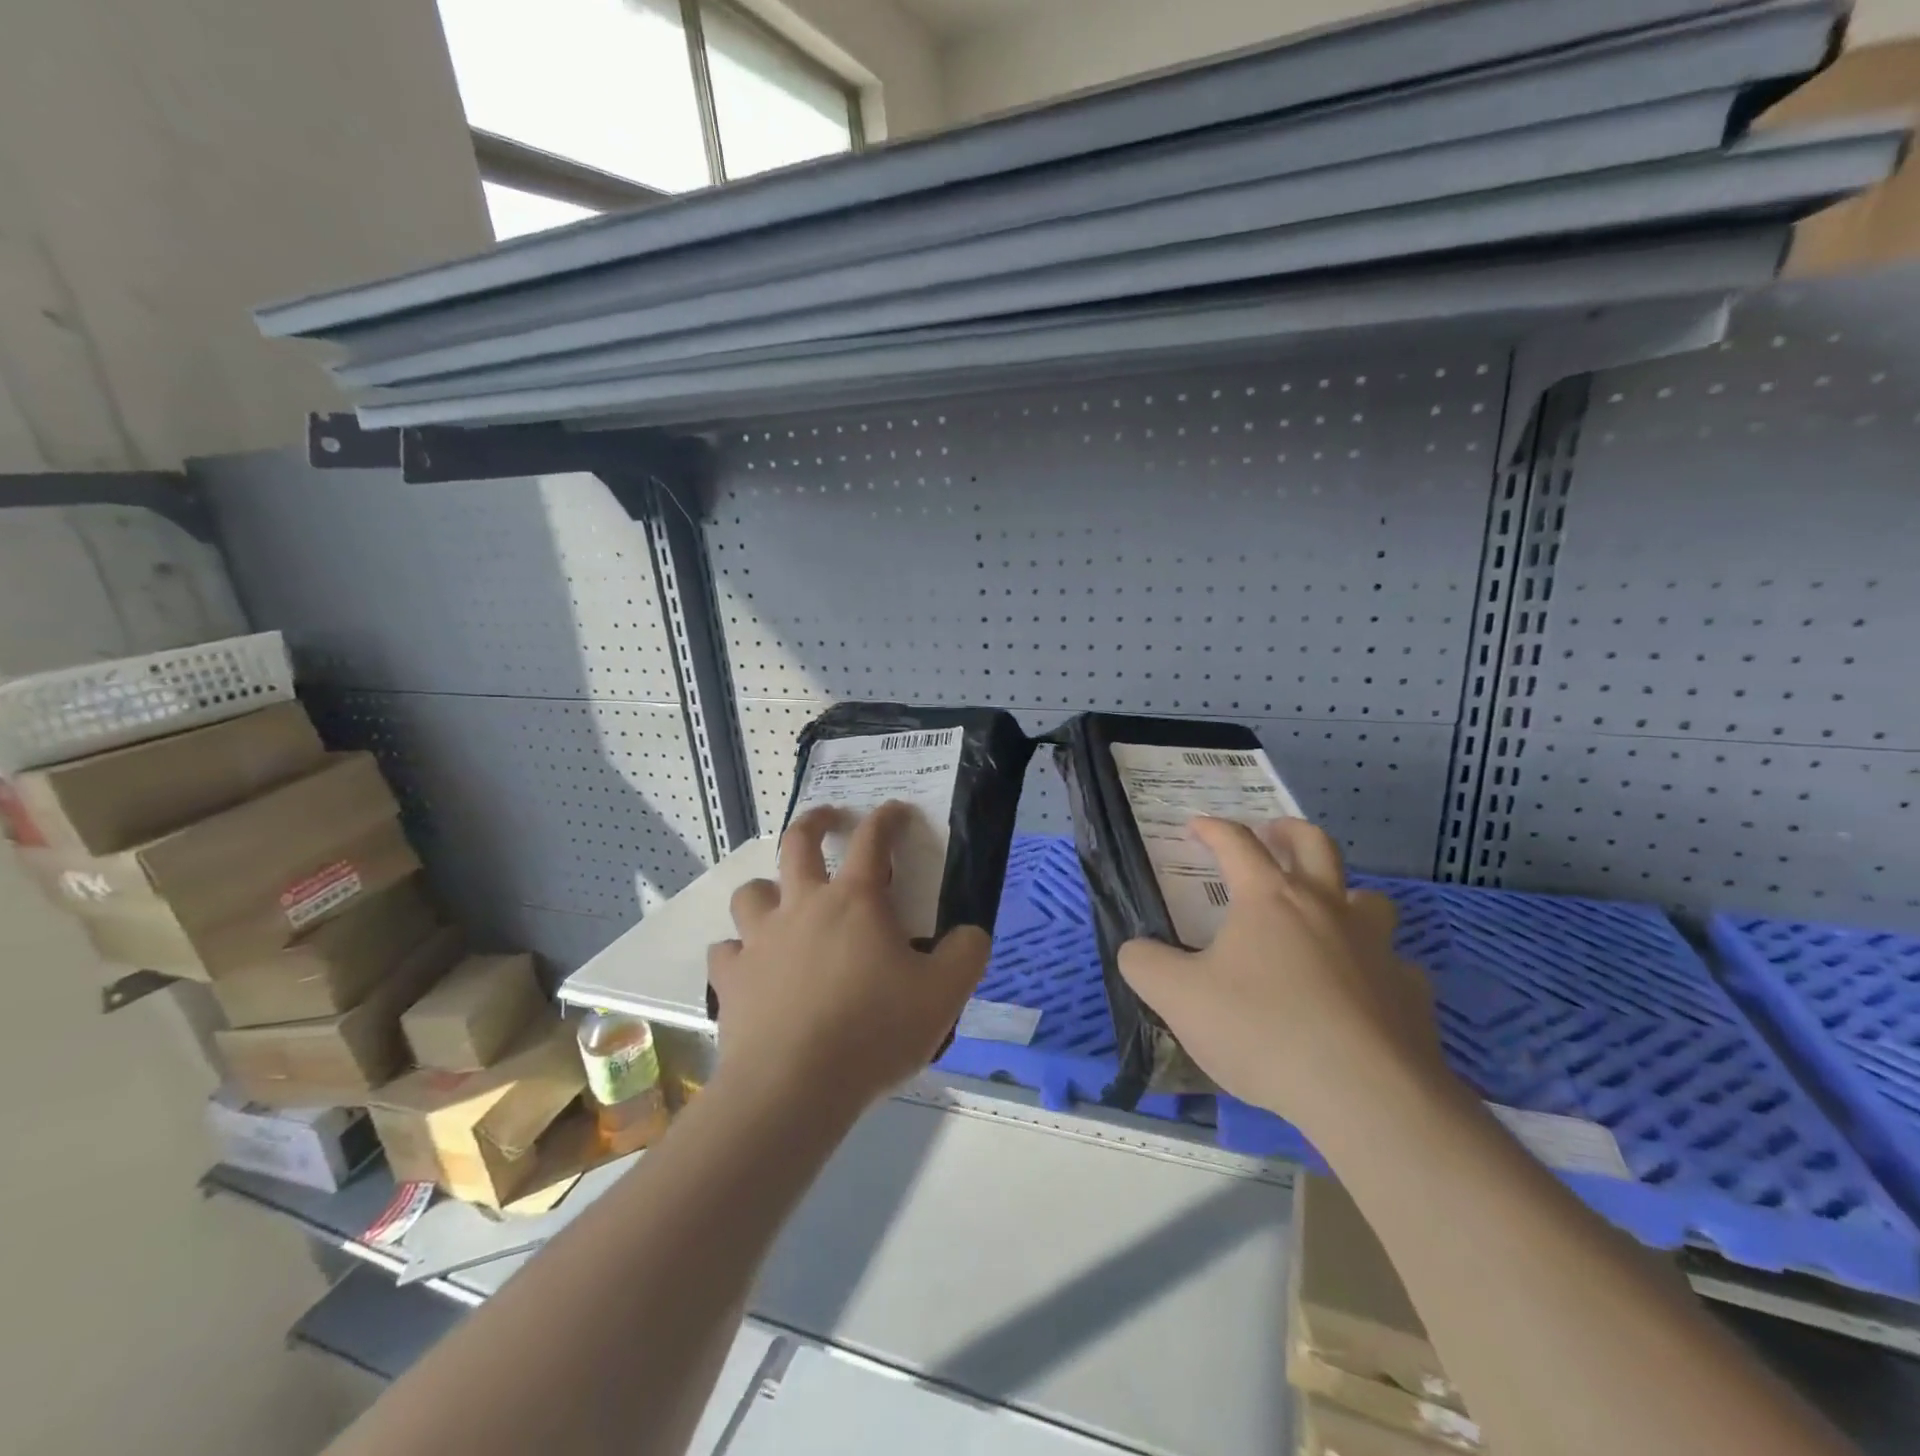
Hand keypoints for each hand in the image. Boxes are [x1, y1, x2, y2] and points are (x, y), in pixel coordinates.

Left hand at [706, 801, 990, 1112]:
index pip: (874, 840)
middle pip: (798, 843)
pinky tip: (751, 966)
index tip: (895, 810)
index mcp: (855, 901)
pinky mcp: (732, 978)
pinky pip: (726, 951)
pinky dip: (739, 951)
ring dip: (766, 889)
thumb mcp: (944, 995)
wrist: (793, 1087)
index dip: (887, 818)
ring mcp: (760, 940)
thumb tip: (970, 933)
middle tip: (828, 819)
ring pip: (751, 892)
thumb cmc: (873, 1032)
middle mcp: (802, 906)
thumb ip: (967, 954)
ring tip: (779, 902)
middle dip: (815, 822)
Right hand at [1118, 817, 1447, 1136]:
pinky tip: (1362, 993)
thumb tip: (1135, 950)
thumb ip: (1145, 965)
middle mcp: (1327, 908)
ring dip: (1345, 895)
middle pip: (1316, 845)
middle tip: (1273, 834)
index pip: (1237, 843)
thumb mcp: (1178, 998)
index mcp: (1269, 899)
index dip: (1213, 829)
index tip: (1196, 826)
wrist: (1365, 1096)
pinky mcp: (1411, 992)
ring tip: (1325, 912)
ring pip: (1369, 899)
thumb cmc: (1262, 1031)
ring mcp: (1377, 948)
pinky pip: (1396, 965)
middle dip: (1289, 831)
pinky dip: (1377, 968)